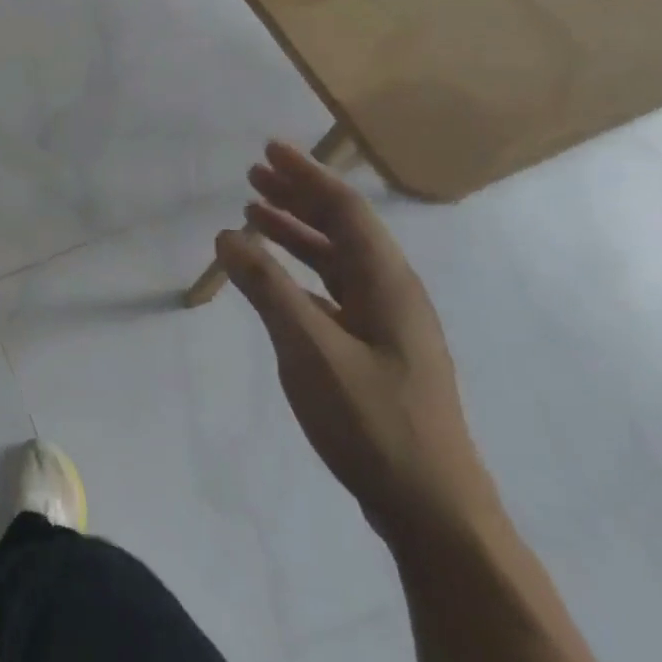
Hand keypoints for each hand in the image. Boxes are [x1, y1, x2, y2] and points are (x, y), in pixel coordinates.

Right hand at [215, 142, 499, 550]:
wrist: (433, 511)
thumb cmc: (374, 422)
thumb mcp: (310, 350)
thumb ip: (267, 289)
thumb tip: (228, 235)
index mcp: (387, 284)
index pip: (345, 211)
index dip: (307, 176)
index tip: (269, 150)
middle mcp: (392, 295)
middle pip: (343, 229)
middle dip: (298, 197)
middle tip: (254, 175)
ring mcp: (387, 326)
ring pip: (338, 260)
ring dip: (297, 232)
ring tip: (255, 214)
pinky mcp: (376, 353)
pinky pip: (334, 291)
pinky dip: (301, 272)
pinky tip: (276, 278)